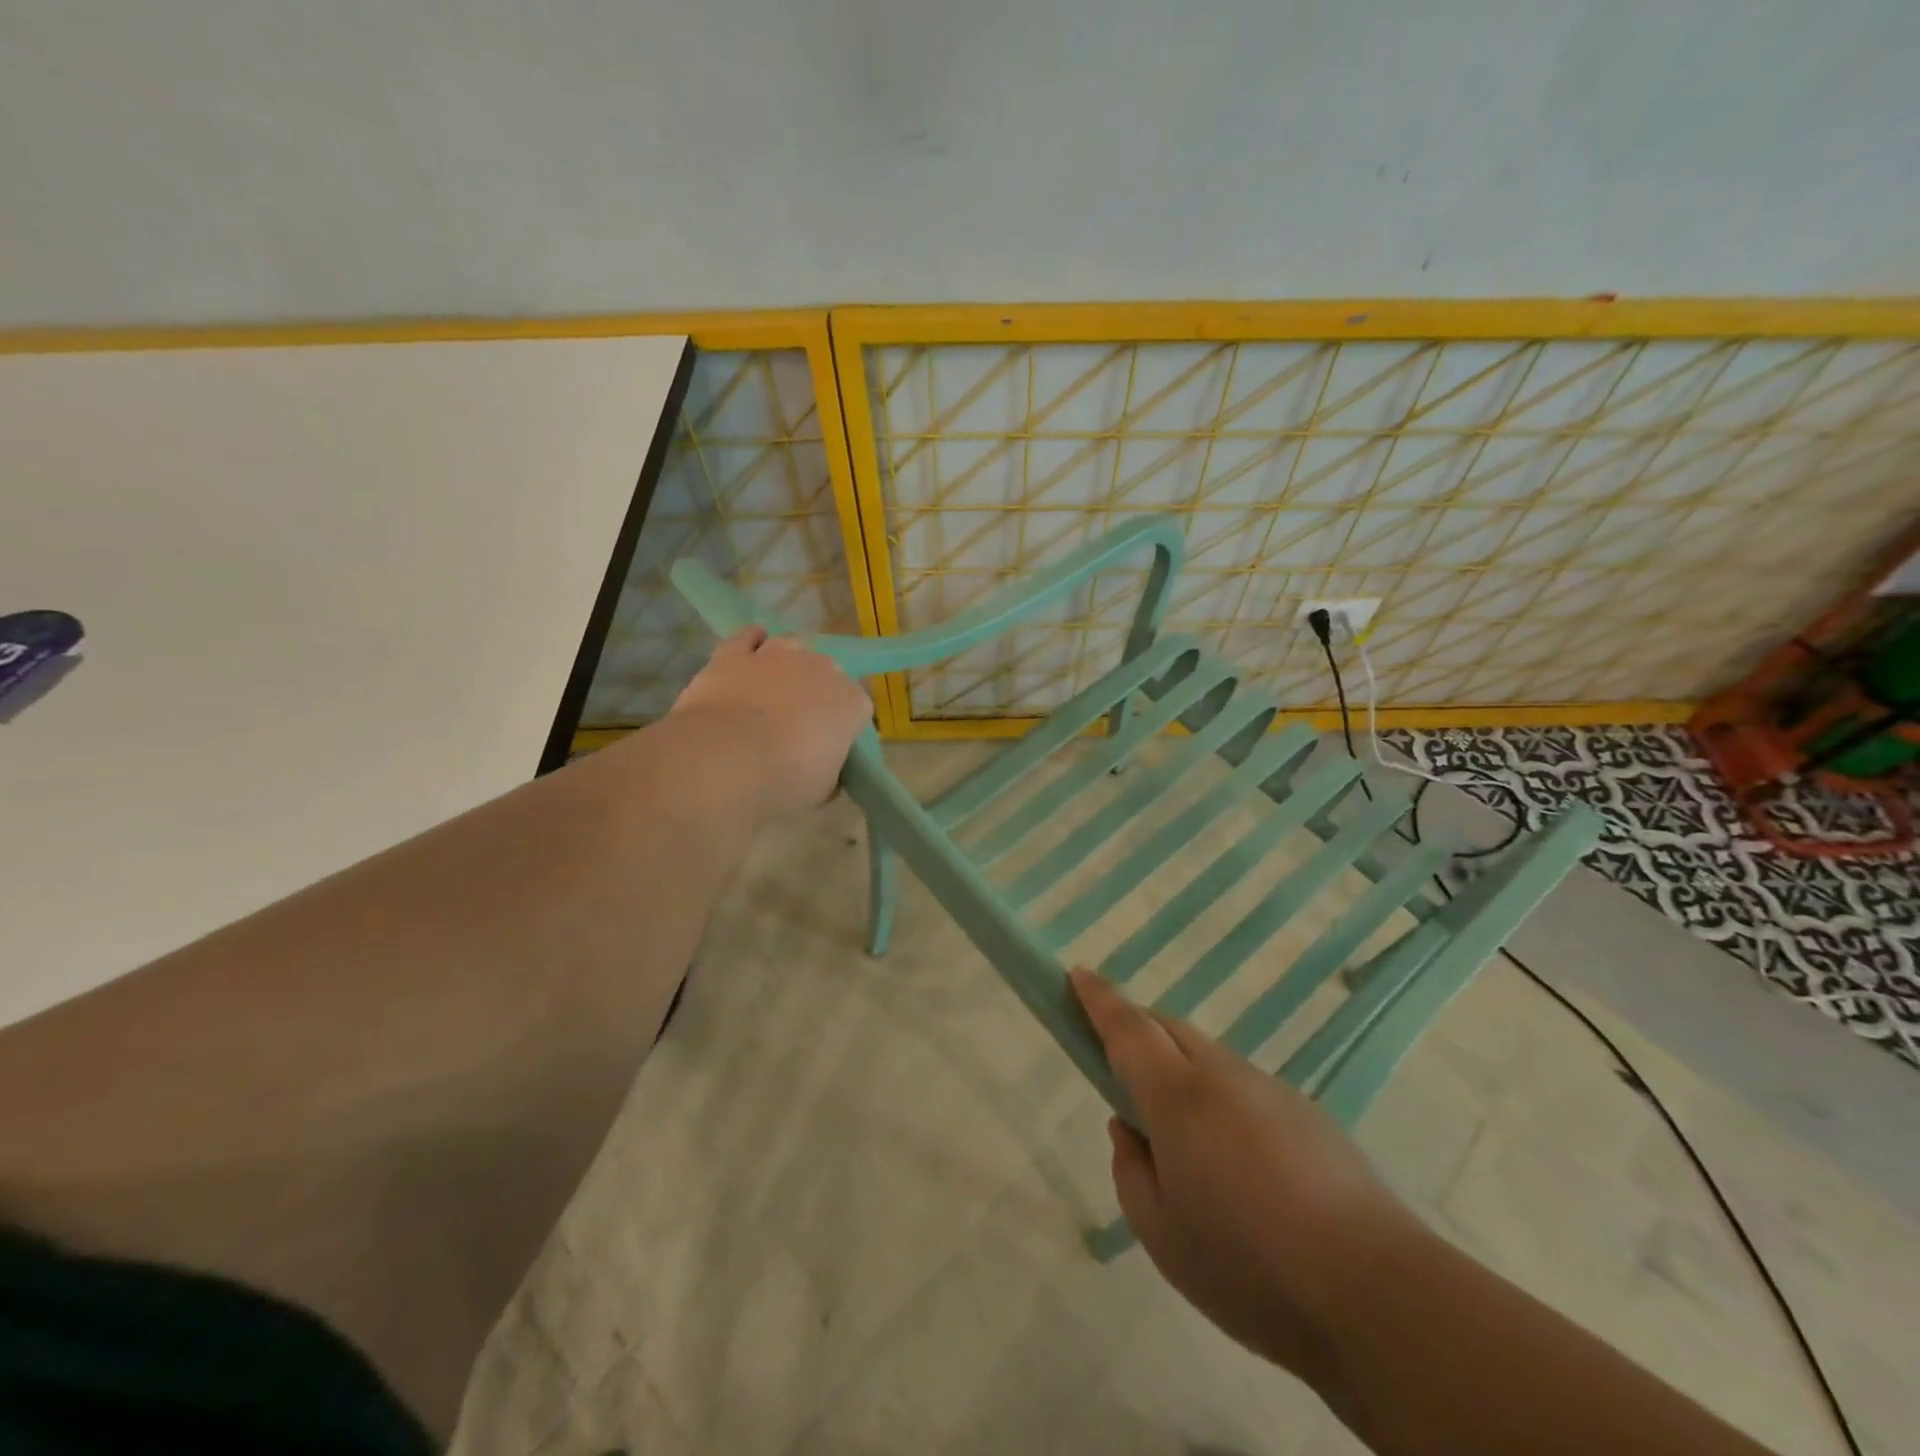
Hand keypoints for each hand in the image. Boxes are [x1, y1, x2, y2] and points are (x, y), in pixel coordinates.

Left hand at [668, 627, 873, 819]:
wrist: (724, 760)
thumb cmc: (783, 781)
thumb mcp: (822, 791)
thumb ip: (831, 774)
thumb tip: (829, 771)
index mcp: (851, 703)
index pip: (859, 706)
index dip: (845, 723)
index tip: (832, 742)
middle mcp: (821, 669)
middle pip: (828, 671)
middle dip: (818, 690)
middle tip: (801, 717)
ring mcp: (776, 656)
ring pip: (792, 645)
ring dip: (789, 661)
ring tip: (777, 683)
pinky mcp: (734, 654)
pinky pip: (747, 637)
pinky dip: (751, 640)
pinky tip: (751, 647)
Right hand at [1070, 968, 1419, 1380]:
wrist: (1375, 1293)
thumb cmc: (1248, 1265)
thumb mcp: (1160, 1233)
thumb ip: (1131, 1170)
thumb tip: (1130, 1129)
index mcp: (1177, 1096)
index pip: (1127, 1027)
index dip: (1098, 997)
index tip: (1077, 972)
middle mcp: (1223, 1076)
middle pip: (1169, 1030)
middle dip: (1137, 1030)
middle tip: (1119, 1065)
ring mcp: (1271, 1089)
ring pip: (1209, 1059)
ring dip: (1181, 1070)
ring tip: (1183, 1138)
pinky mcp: (1308, 1113)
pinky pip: (1245, 1088)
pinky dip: (1221, 1101)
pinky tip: (1240, 1165)